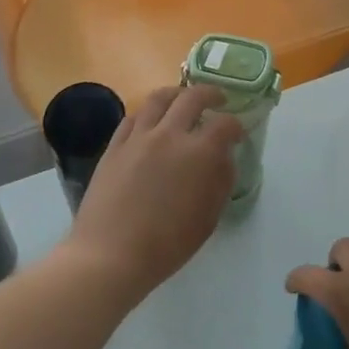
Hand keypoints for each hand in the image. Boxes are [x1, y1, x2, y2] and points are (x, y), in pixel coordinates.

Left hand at [64, 84, 241, 301]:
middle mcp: (170, 134)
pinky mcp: (115, 145)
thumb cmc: (167, 244)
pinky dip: (148, 113)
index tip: (237, 133)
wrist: (111, 254)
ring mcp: (139, 136)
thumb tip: (224, 158)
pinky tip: (151, 120)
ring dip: (176, 94)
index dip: (235, 126)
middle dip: (210, 94)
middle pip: (193, 98)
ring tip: (182, 99)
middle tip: (216, 100)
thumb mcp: (208, 218)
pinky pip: (133, 117)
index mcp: (199, 153)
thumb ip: (221, 181)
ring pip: (159, 98)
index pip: (225, 124)